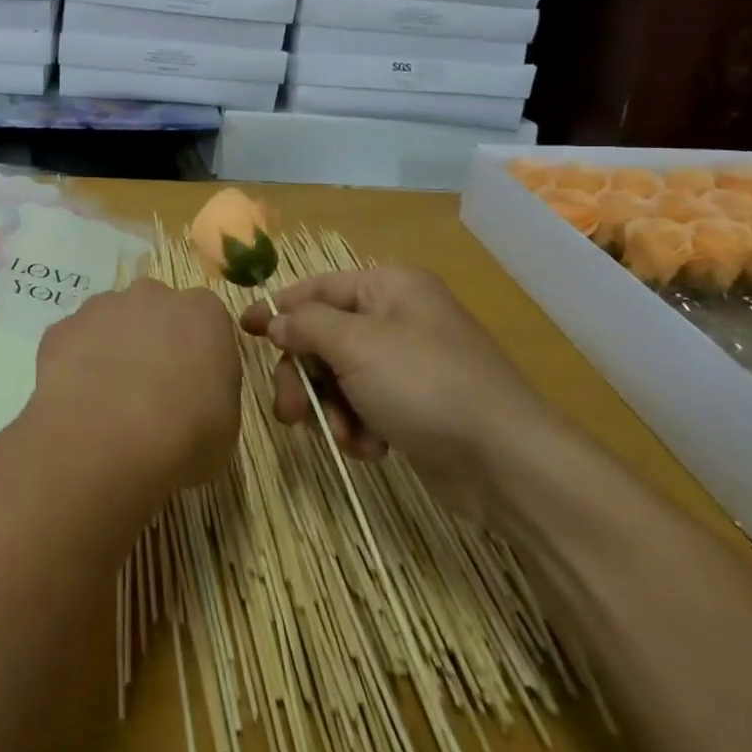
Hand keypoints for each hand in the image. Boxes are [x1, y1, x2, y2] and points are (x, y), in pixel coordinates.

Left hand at [32, 279, 242, 492]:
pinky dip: (76, 364)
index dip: (198, 351)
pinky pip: (74, 341)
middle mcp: (152, 296)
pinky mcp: (61, 327)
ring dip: (112, 348)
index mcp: (203, 313)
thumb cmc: (182, 436)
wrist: (103, 440)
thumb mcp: (225, 425)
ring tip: (109, 399)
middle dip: (153, 338)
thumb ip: (212, 392)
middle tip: (151, 389)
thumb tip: (194, 394)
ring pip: (111, 320)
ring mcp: (101, 307)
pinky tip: (78, 401)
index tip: (194, 384)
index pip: (206, 319)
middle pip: (155, 309)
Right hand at [240, 267, 566, 520]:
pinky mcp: (413, 408)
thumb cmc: (425, 385)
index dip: (278, 309)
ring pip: (337, 378)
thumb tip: (275, 321)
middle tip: (290, 410)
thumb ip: (306, 326)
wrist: (507, 464)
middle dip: (305, 376)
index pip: (316, 289)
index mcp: (388, 288)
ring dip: (330, 408)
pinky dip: (358, 428)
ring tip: (343, 436)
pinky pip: (363, 407)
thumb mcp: (356, 345)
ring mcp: (406, 365)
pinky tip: (370, 449)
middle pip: (323, 338)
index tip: (243, 330)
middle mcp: (396, 319)